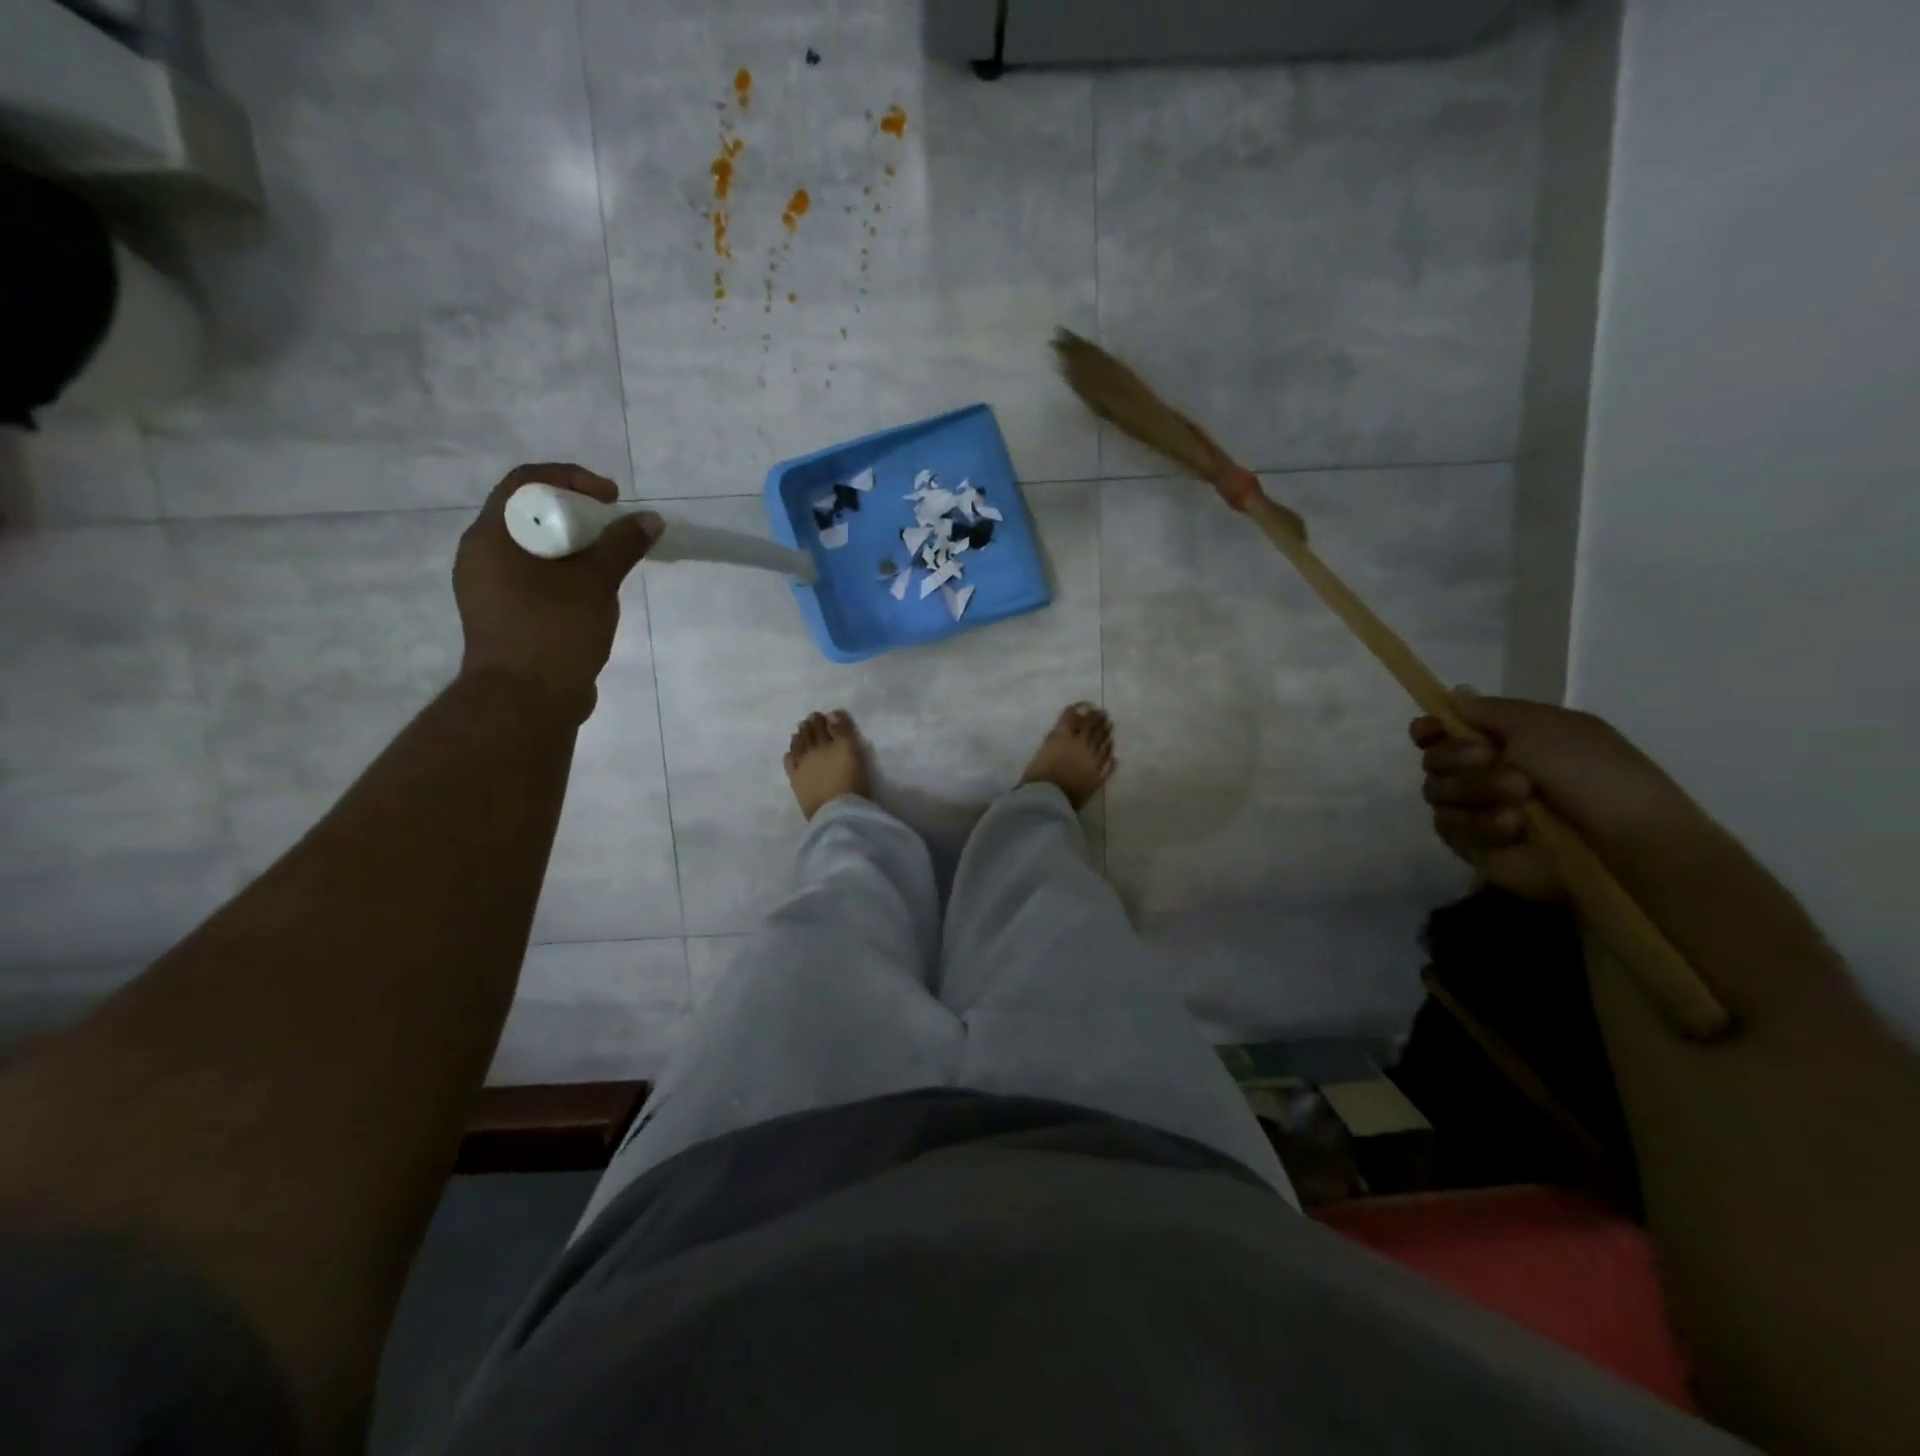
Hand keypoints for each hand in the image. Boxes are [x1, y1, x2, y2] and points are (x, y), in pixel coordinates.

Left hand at [454, 463, 659, 719]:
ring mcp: (490, 588)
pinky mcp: (505, 614)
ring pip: (534, 547)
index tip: (611, 498)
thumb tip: (650, 519)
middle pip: (529, 513)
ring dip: (575, 545)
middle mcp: (482, 556)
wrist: (524, 703)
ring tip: (612, 561)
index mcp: (491, 538)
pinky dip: (566, 572)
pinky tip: (595, 592)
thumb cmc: (553, 633)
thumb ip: (622, 546)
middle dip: (577, 513)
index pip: (525, 482)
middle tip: (615, 528)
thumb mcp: (595, 584)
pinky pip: (536, 576)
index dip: (572, 478)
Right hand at [1411, 691, 1698, 900]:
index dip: (1428, 730)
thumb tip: (1454, 694)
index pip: (1441, 732)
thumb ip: (1490, 710)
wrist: (1621, 840)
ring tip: (1521, 800)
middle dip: (1457, 758)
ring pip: (1436, 792)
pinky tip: (1514, 827)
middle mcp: (1481, 774)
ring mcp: (1475, 810)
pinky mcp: (1472, 846)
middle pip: (1433, 759)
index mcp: (1501, 741)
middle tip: (1491, 759)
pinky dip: (1480, 824)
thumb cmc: (1593, 773)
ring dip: (1476, 791)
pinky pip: (1448, 827)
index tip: (1427, 731)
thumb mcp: (1546, 726)